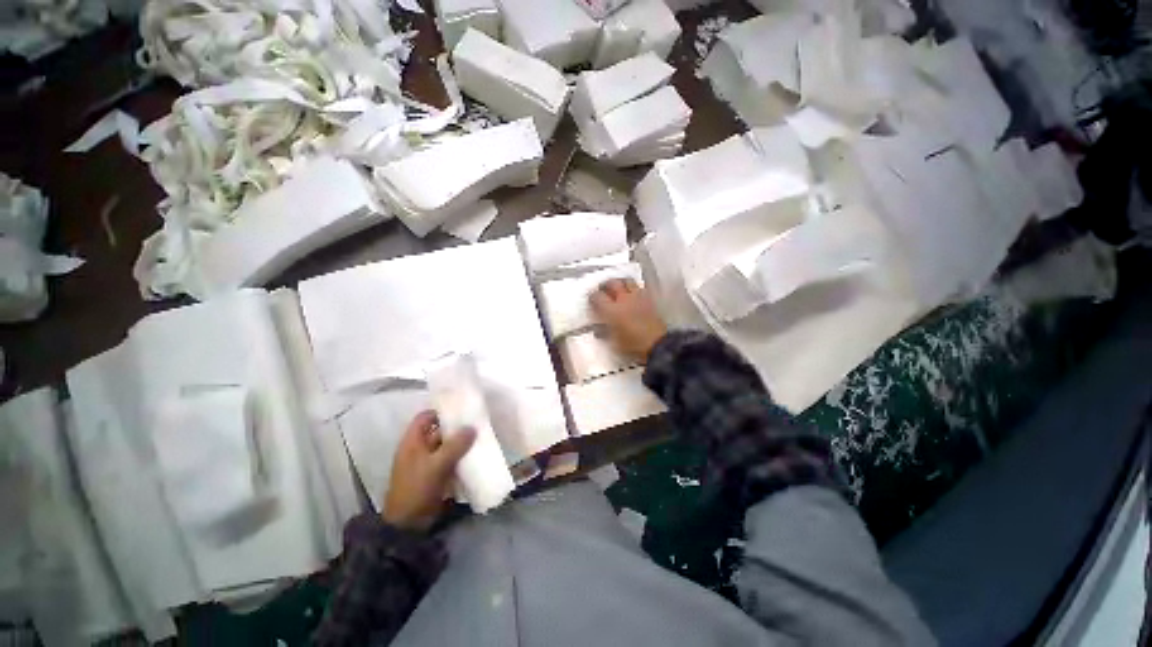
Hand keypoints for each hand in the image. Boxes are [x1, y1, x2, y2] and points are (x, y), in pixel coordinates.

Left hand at [383, 411, 475, 531]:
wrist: (409, 524)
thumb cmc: (417, 489)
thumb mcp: (437, 465)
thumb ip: (455, 445)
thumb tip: (473, 427)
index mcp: (413, 441)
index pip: (426, 417)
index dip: (441, 411)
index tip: (461, 409)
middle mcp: (419, 448)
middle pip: (439, 431)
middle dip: (456, 427)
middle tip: (477, 422)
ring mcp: (427, 462)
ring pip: (446, 446)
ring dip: (461, 443)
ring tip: (480, 437)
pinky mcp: (434, 475)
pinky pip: (450, 459)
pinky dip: (460, 456)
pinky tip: (475, 455)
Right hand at [589, 278, 667, 362]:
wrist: (657, 345)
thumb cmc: (632, 346)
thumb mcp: (613, 343)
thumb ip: (604, 332)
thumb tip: (598, 328)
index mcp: (611, 310)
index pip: (597, 297)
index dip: (592, 297)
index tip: (591, 301)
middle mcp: (623, 299)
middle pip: (612, 283)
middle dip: (606, 285)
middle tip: (603, 290)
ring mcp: (638, 297)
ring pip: (627, 281)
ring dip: (620, 283)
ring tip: (618, 288)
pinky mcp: (649, 299)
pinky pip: (639, 287)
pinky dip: (633, 288)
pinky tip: (633, 295)